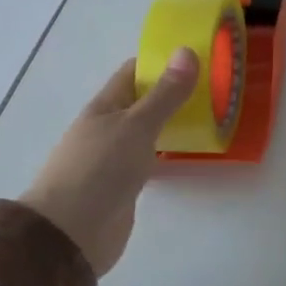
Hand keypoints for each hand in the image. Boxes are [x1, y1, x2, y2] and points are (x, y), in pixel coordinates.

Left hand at [17, 48, 198, 275]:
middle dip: (175, 91)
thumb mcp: (137, 125)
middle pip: (144, 101)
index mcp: (105, 106)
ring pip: (150, 130)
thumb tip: (187, 51)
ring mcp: (115, 158)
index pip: (134, 72)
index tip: (198, 55)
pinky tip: (193, 151)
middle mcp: (108, 127)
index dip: (162, 61)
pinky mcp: (125, 185)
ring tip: (213, 114)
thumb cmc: (99, 170)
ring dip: (175, 121)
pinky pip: (152, 158)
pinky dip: (170, 151)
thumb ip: (165, 93)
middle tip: (215, 85)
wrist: (70, 235)